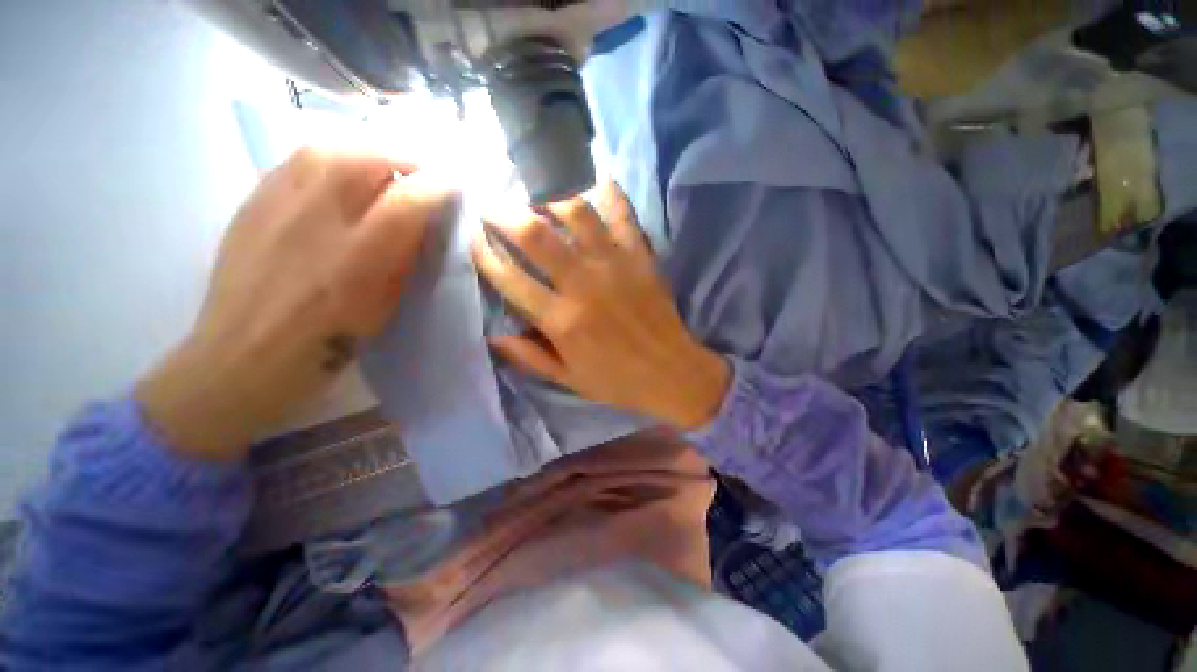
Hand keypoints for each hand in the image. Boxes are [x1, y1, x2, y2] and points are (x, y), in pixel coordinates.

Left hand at [137, 147, 457, 460]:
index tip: (455, 184)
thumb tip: (423, 221)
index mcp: (357, 257)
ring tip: (383, 166)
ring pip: (327, 146)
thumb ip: (404, 258)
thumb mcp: (385, 304)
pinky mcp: (252, 201)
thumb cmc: (328, 341)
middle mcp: (315, 219)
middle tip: (421, 171)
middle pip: (365, 155)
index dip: (438, 185)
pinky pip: (297, 159)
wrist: (244, 354)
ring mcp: (276, 203)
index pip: (408, 200)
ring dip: (367, 149)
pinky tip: (340, 174)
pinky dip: (331, 156)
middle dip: (404, 157)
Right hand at [473, 181, 729, 428]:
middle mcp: (584, 285)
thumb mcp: (568, 379)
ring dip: (549, 195)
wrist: (672, 373)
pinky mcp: (641, 256)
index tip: (472, 237)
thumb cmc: (618, 380)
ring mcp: (615, 265)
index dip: (484, 254)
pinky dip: (609, 189)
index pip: (510, 278)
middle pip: (535, 234)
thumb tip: (492, 334)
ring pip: (576, 213)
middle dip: (504, 212)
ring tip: (535, 191)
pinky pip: (623, 213)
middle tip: (491, 204)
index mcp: (562, 320)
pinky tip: (594, 175)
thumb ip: (529, 357)